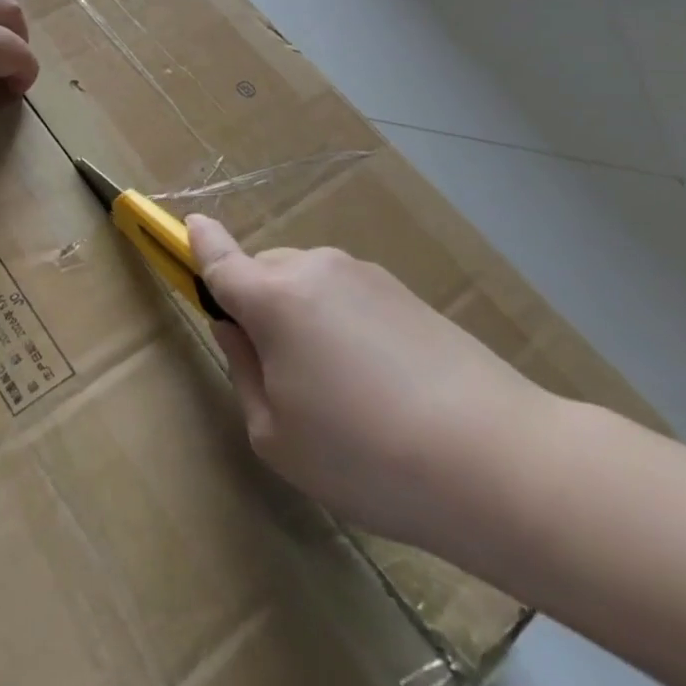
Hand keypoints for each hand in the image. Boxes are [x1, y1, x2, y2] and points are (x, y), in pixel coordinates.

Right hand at [187, 215, 554, 559]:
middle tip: (279, 370)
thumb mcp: (277, 435)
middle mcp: (314, 269)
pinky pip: (348, 295)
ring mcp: (365, 275)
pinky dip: (342, 322)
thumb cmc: (365, 455)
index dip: (198, 242)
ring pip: (308, 283)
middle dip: (257, 303)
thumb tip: (236, 329)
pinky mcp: (404, 292)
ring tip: (338, 387)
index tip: (188, 225)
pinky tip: (378, 381)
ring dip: (302, 314)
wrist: (497, 460)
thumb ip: (244, 371)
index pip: (219, 257)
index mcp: (273, 298)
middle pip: (265, 271)